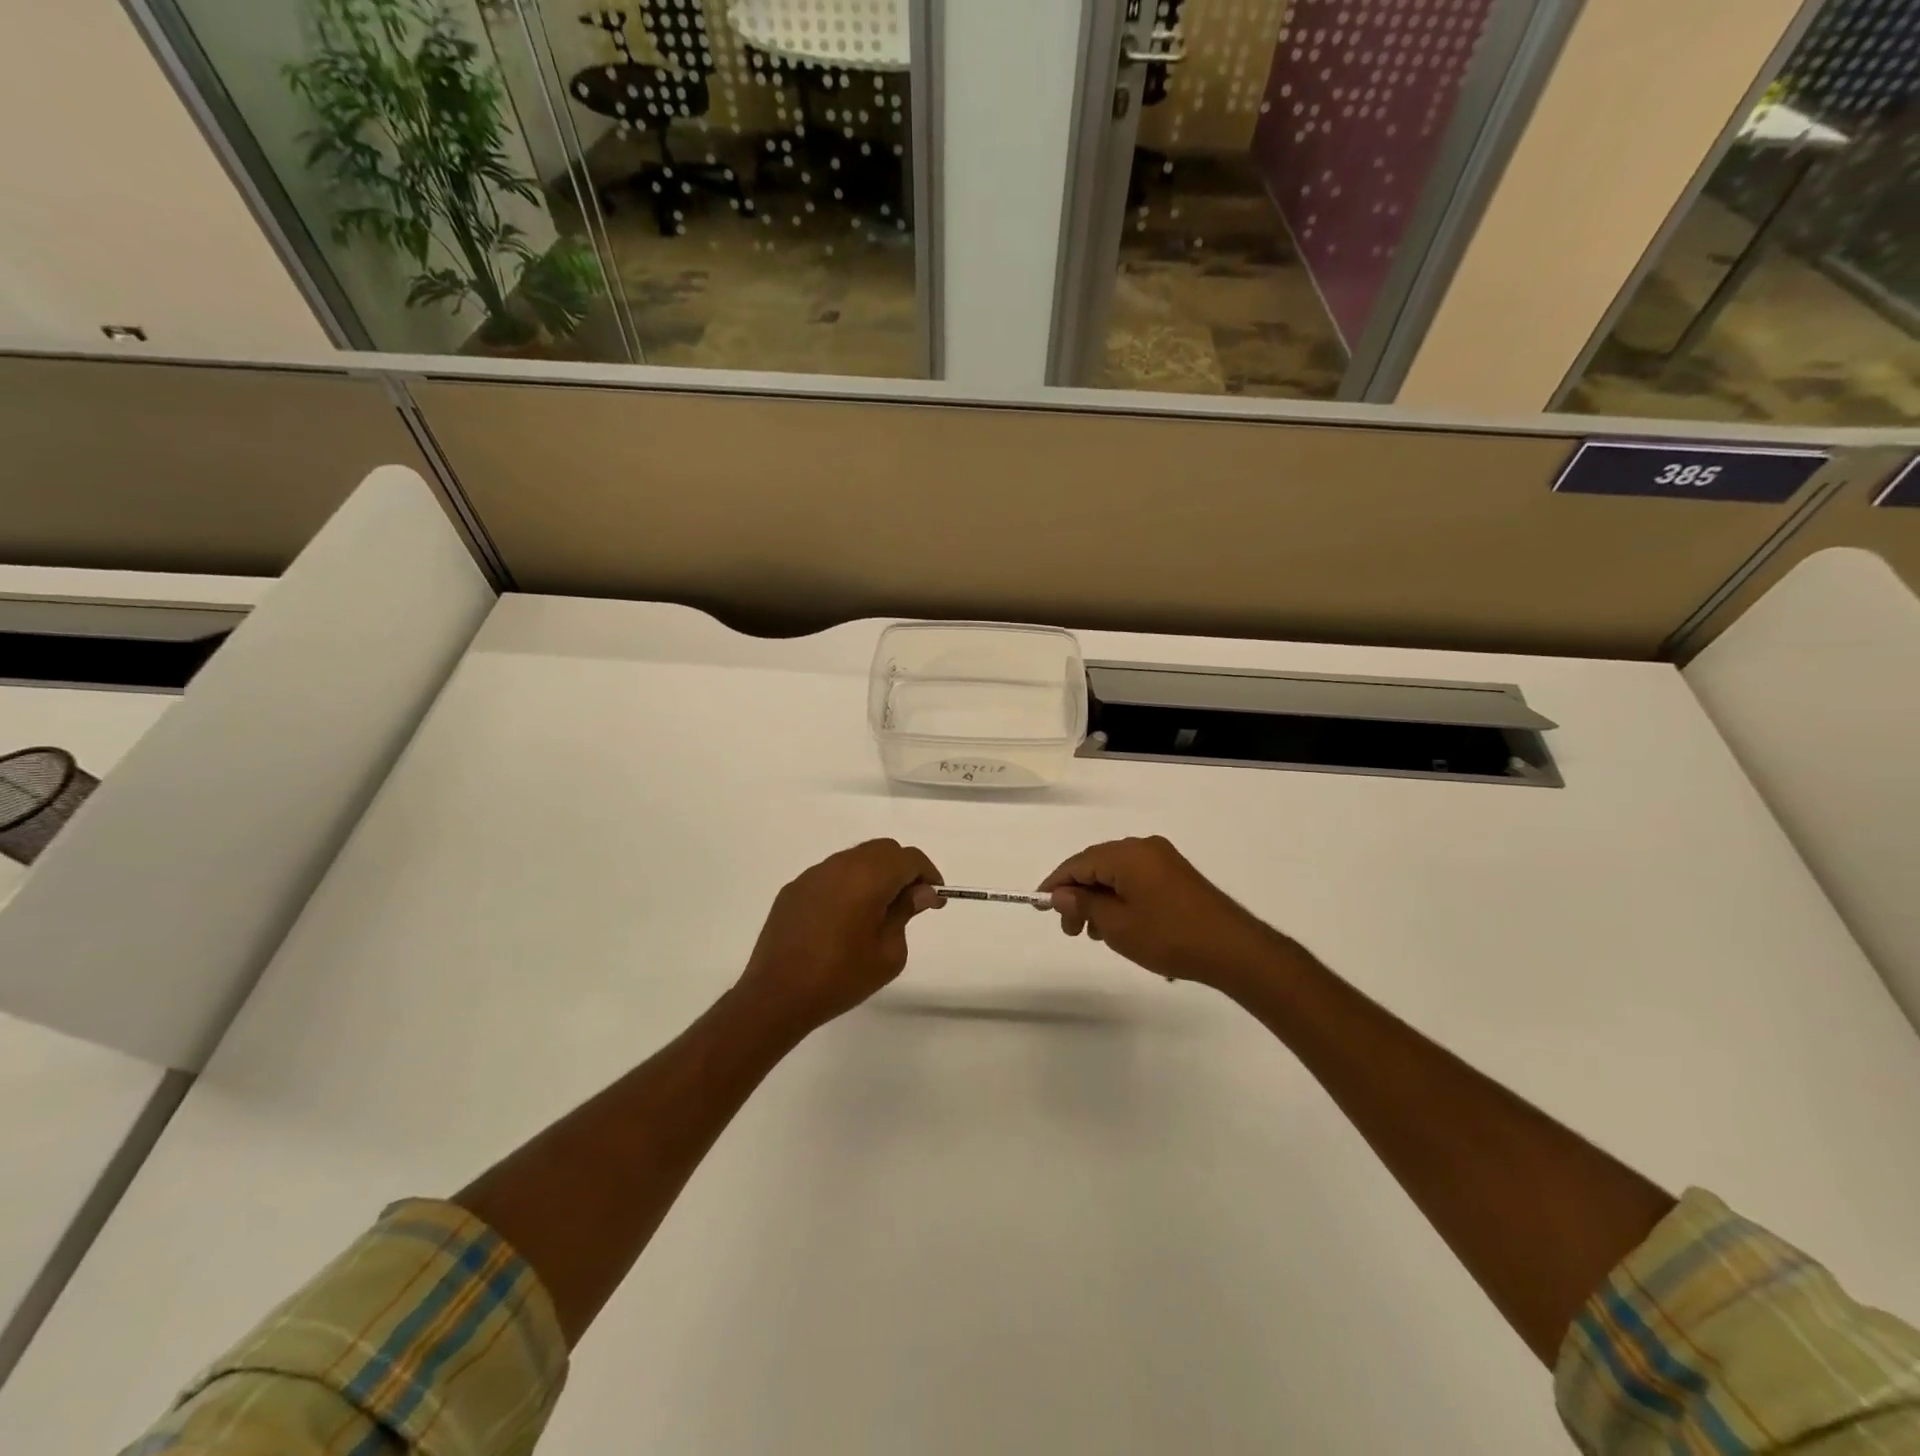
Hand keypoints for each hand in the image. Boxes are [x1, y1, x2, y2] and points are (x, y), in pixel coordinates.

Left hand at [735, 839, 943, 1033]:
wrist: (777, 995)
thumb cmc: (841, 977)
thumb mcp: (889, 953)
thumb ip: (905, 913)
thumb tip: (919, 892)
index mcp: (868, 877)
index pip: (909, 858)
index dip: (927, 874)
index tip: (934, 898)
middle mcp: (840, 865)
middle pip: (883, 850)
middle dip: (902, 869)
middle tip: (910, 903)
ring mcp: (813, 874)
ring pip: (855, 858)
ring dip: (874, 874)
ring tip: (877, 910)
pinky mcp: (794, 889)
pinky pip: (831, 874)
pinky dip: (848, 884)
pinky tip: (845, 917)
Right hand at [1039, 836, 1287, 990]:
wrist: (1233, 949)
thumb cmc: (1169, 937)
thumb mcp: (1117, 925)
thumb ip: (1084, 905)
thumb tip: (1061, 894)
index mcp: (1127, 854)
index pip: (1079, 863)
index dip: (1056, 884)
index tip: (1039, 906)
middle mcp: (1144, 847)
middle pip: (1097, 865)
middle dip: (1079, 895)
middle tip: (1072, 931)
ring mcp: (1164, 859)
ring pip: (1117, 873)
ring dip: (1100, 899)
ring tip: (1096, 933)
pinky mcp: (1177, 875)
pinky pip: (1136, 879)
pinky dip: (1120, 897)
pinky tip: (1120, 924)